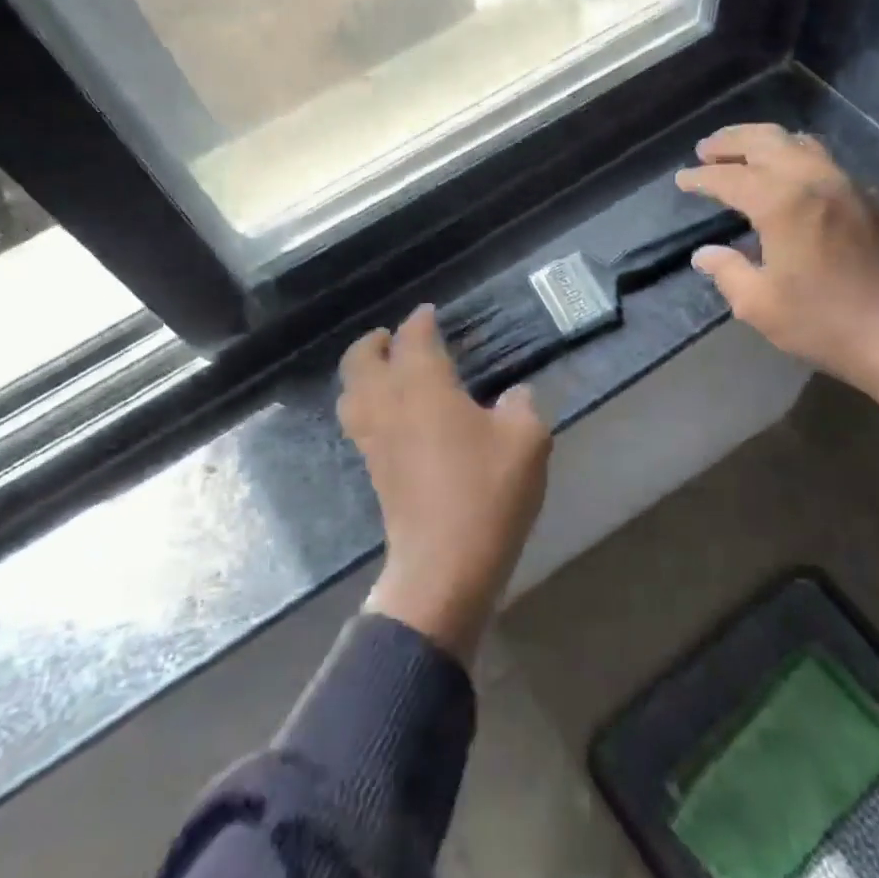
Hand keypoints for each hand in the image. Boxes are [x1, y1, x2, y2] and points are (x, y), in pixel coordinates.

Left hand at [338, 304, 551, 662]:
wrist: (444, 564)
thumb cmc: (487, 492)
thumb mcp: (527, 441)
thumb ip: (522, 406)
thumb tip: (514, 396)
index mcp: (423, 386)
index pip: (414, 339)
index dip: (420, 321)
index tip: (428, 313)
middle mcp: (389, 404)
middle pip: (361, 359)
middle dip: (374, 342)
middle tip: (392, 337)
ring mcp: (374, 439)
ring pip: (350, 392)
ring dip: (362, 372)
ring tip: (384, 370)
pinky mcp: (373, 470)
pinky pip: (358, 422)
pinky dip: (366, 403)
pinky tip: (392, 414)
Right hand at [674, 123, 878, 404]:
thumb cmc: (824, 323)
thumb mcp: (760, 306)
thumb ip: (728, 272)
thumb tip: (705, 254)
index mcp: (783, 204)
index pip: (731, 178)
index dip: (702, 177)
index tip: (682, 179)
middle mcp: (815, 181)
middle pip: (768, 141)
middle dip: (732, 141)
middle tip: (706, 149)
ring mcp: (846, 186)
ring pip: (800, 144)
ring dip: (765, 142)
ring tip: (743, 153)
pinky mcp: (866, 200)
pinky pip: (823, 160)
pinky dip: (794, 155)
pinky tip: (786, 174)